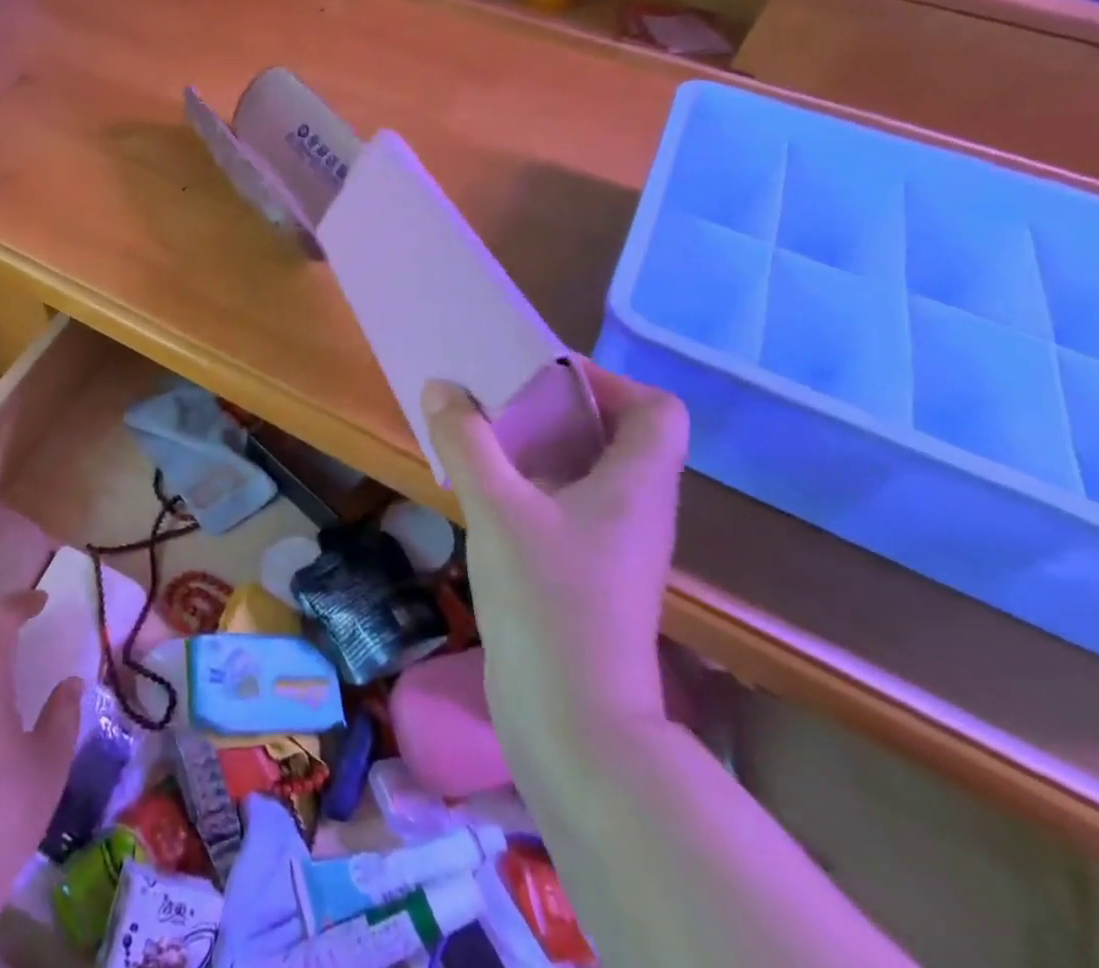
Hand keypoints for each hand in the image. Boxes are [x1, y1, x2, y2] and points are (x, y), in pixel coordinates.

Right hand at [422, 365, 687, 780]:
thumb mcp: (496, 509)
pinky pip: (564, 506)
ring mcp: (613, 547)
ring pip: (585, 473)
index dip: (609, 382)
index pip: (656, 410)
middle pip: (614, 435)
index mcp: (637, 485)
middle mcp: (636, 510)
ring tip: (481, 436)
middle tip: (499, 397)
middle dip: (556, 408)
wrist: (573, 722)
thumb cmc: (547, 602)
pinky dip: (529, 486)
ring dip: (537, 447)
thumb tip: (442, 386)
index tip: (545, 376)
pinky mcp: (587, 575)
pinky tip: (483, 493)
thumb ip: (466, 442)